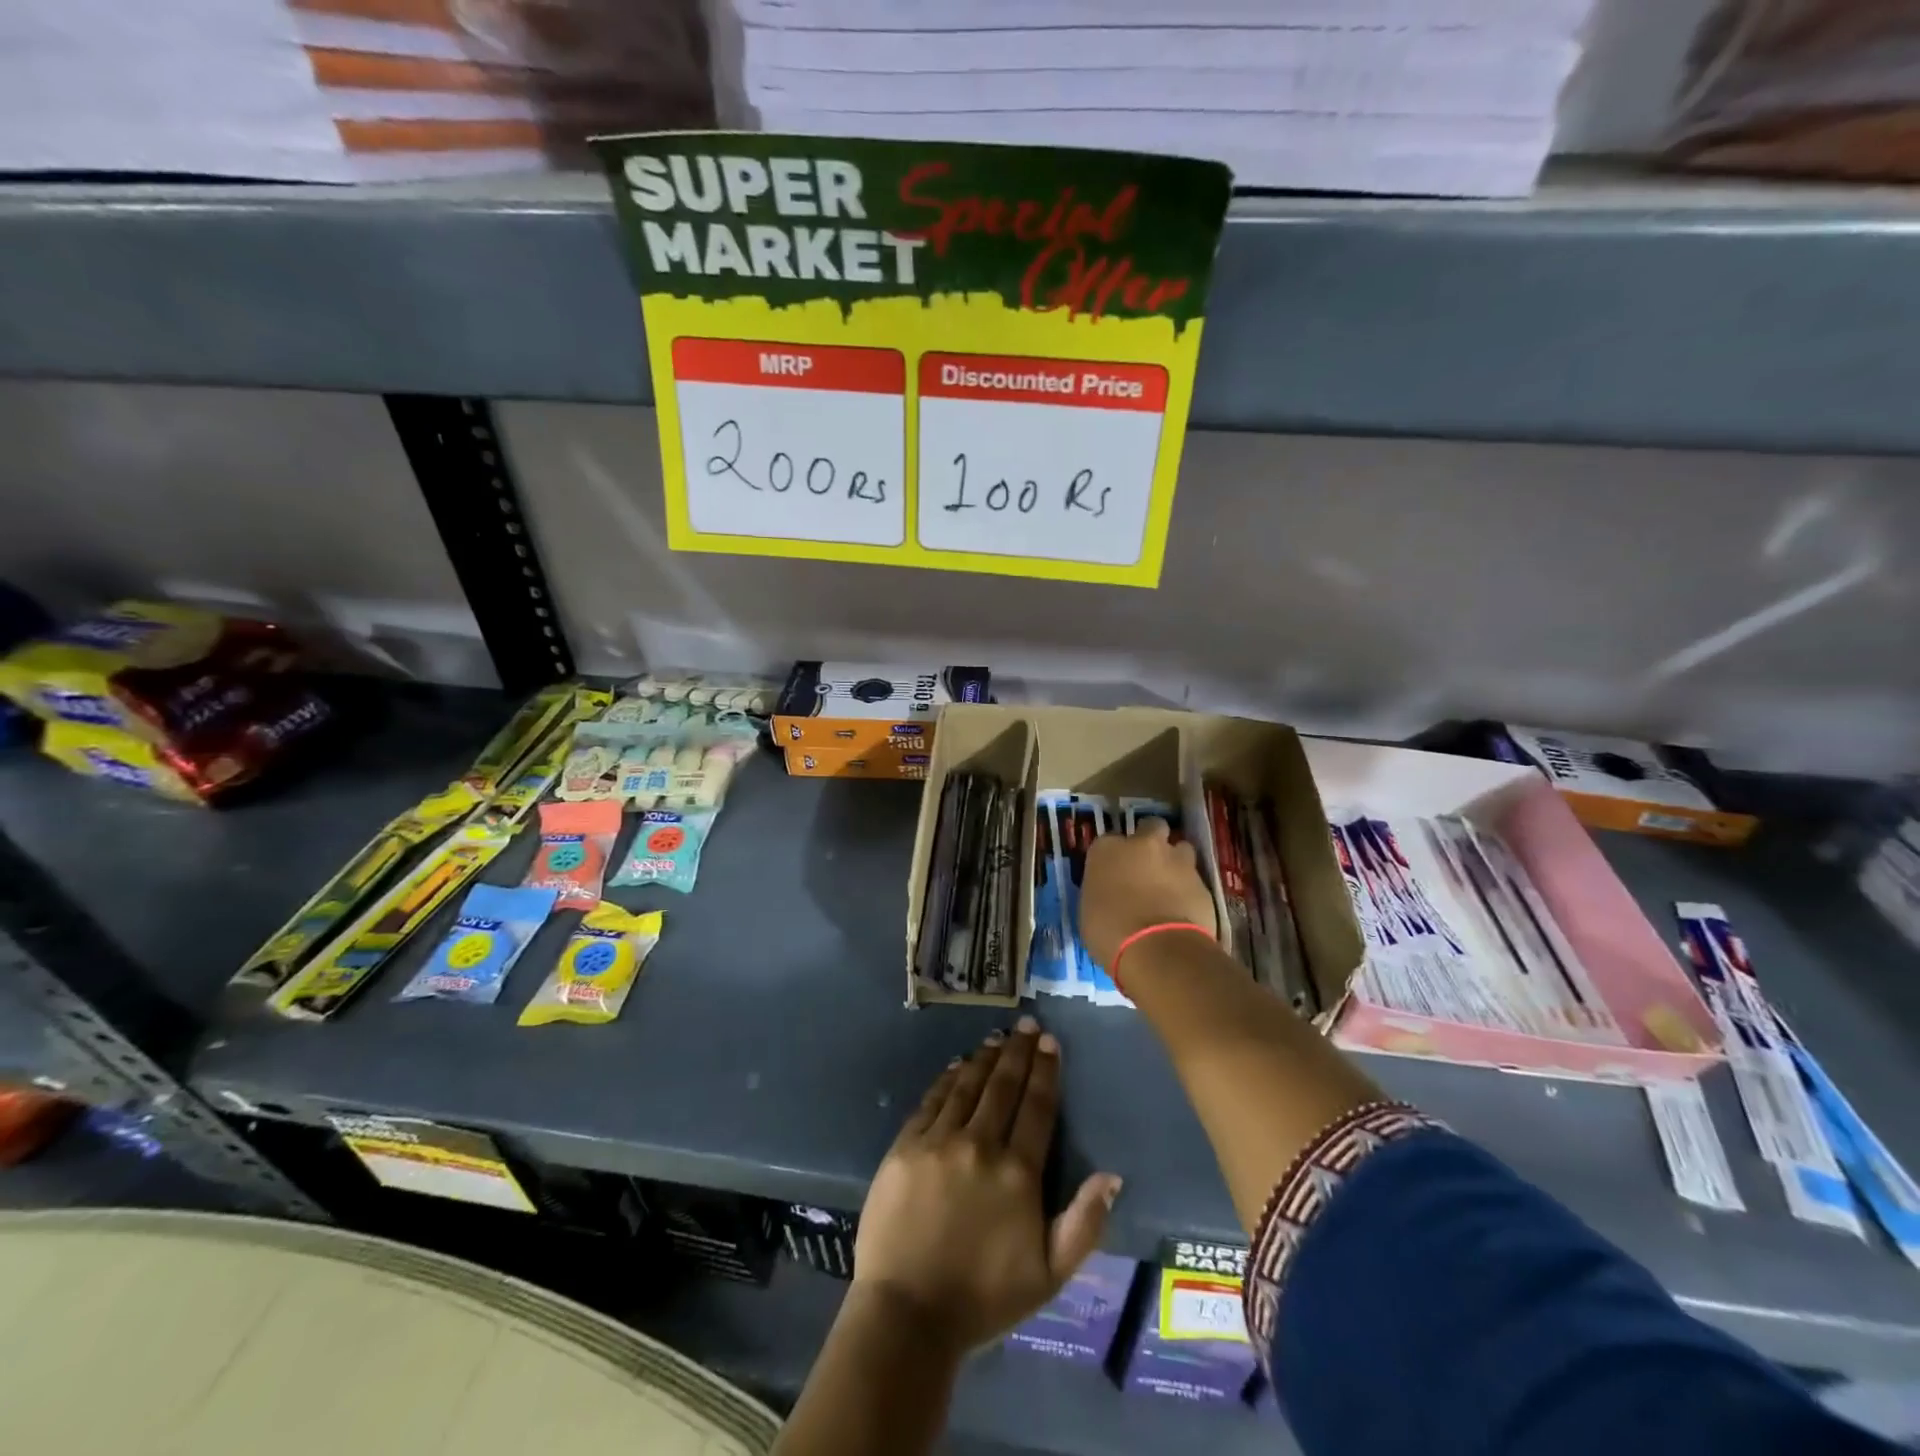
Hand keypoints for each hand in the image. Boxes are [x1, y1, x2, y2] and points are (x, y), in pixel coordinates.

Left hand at [853, 1019, 1121, 1353]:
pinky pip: (932, 1100)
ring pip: (967, 1086)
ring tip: (997, 1038)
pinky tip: (957, 1066)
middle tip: (1027, 1024)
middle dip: (1018, 1052)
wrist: (907, 1314)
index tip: (1050, 1042)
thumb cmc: (983, 1298)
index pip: (1037, 1107)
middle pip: (1003, 1086)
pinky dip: (948, 1079)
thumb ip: (1084, 1224)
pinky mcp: (905, 1146)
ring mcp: (939, 1141)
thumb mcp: (1049, 1275)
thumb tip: (1112, 1176)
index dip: (1045, 1071)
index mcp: (1018, 1172)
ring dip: (985, 1058)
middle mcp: (980, 1144)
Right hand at [1080, 817, 1216, 969]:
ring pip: (1180, 848)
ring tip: (1170, 886)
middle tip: (1147, 865)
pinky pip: (1195, 879)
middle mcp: (1143, 844)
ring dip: (1175, 862)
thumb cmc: (1109, 932)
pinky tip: (1184, 909)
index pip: (1107, 842)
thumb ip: (1101, 891)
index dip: (1113, 856)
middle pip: (1151, 828)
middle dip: (1151, 840)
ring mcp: (1177, 860)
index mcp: (1107, 849)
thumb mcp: (1089, 911)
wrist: (1158, 950)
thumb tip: (1109, 893)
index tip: (1113, 873)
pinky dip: (1189, 890)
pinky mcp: (1202, 881)